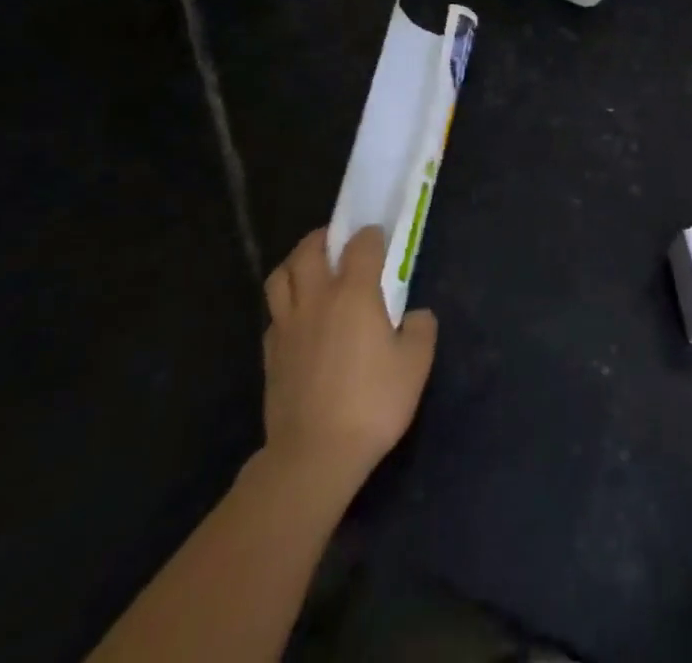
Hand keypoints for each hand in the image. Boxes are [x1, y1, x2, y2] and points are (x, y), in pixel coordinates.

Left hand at [261, 227, 437, 487]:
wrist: (314, 456)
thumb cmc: (372, 403)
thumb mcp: (416, 364)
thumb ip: (421, 329)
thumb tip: (415, 316)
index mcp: (354, 293)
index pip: (361, 245)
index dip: (371, 236)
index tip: (380, 239)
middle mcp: (317, 299)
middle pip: (308, 250)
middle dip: (323, 238)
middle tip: (337, 243)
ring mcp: (288, 325)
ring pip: (280, 276)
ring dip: (295, 264)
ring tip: (311, 270)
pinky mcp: (270, 354)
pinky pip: (274, 313)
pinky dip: (286, 304)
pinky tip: (300, 319)